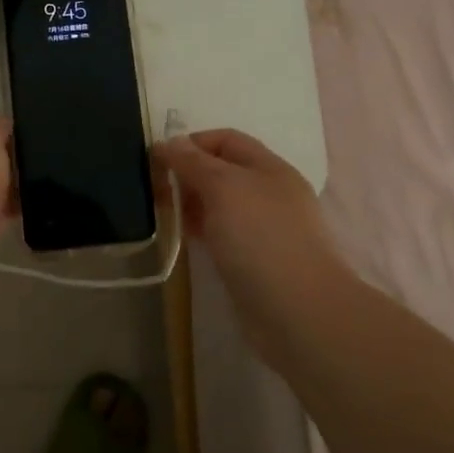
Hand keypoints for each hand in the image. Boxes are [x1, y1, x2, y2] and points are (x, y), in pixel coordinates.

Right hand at [155, 129, 347, 359]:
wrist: (298, 313)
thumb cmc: (261, 238)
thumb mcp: (223, 188)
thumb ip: (194, 162)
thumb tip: (171, 141)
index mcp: (269, 168)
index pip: (226, 139)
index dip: (192, 143)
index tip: (159, 159)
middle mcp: (269, 193)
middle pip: (222, 171)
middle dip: (188, 174)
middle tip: (154, 189)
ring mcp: (265, 229)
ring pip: (221, 204)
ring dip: (192, 204)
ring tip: (163, 213)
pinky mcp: (256, 261)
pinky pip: (223, 234)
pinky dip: (202, 231)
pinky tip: (184, 239)